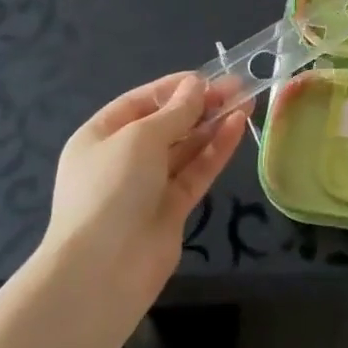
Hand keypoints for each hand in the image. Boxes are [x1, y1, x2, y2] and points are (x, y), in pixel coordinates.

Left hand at [46, 73, 250, 304]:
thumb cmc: (111, 188)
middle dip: (200, 105)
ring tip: (246, 101)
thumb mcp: (141, 138)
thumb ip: (175, 111)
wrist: (103, 270)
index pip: (141, 102)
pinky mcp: (172, 208)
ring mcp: (148, 186)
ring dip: (214, 124)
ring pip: (186, 147)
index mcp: (100, 136)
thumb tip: (197, 85)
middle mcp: (123, 159)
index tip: (208, 77)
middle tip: (238, 86)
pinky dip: (216, 150)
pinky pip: (196, 171)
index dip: (174, 88)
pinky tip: (238, 127)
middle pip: (167, 124)